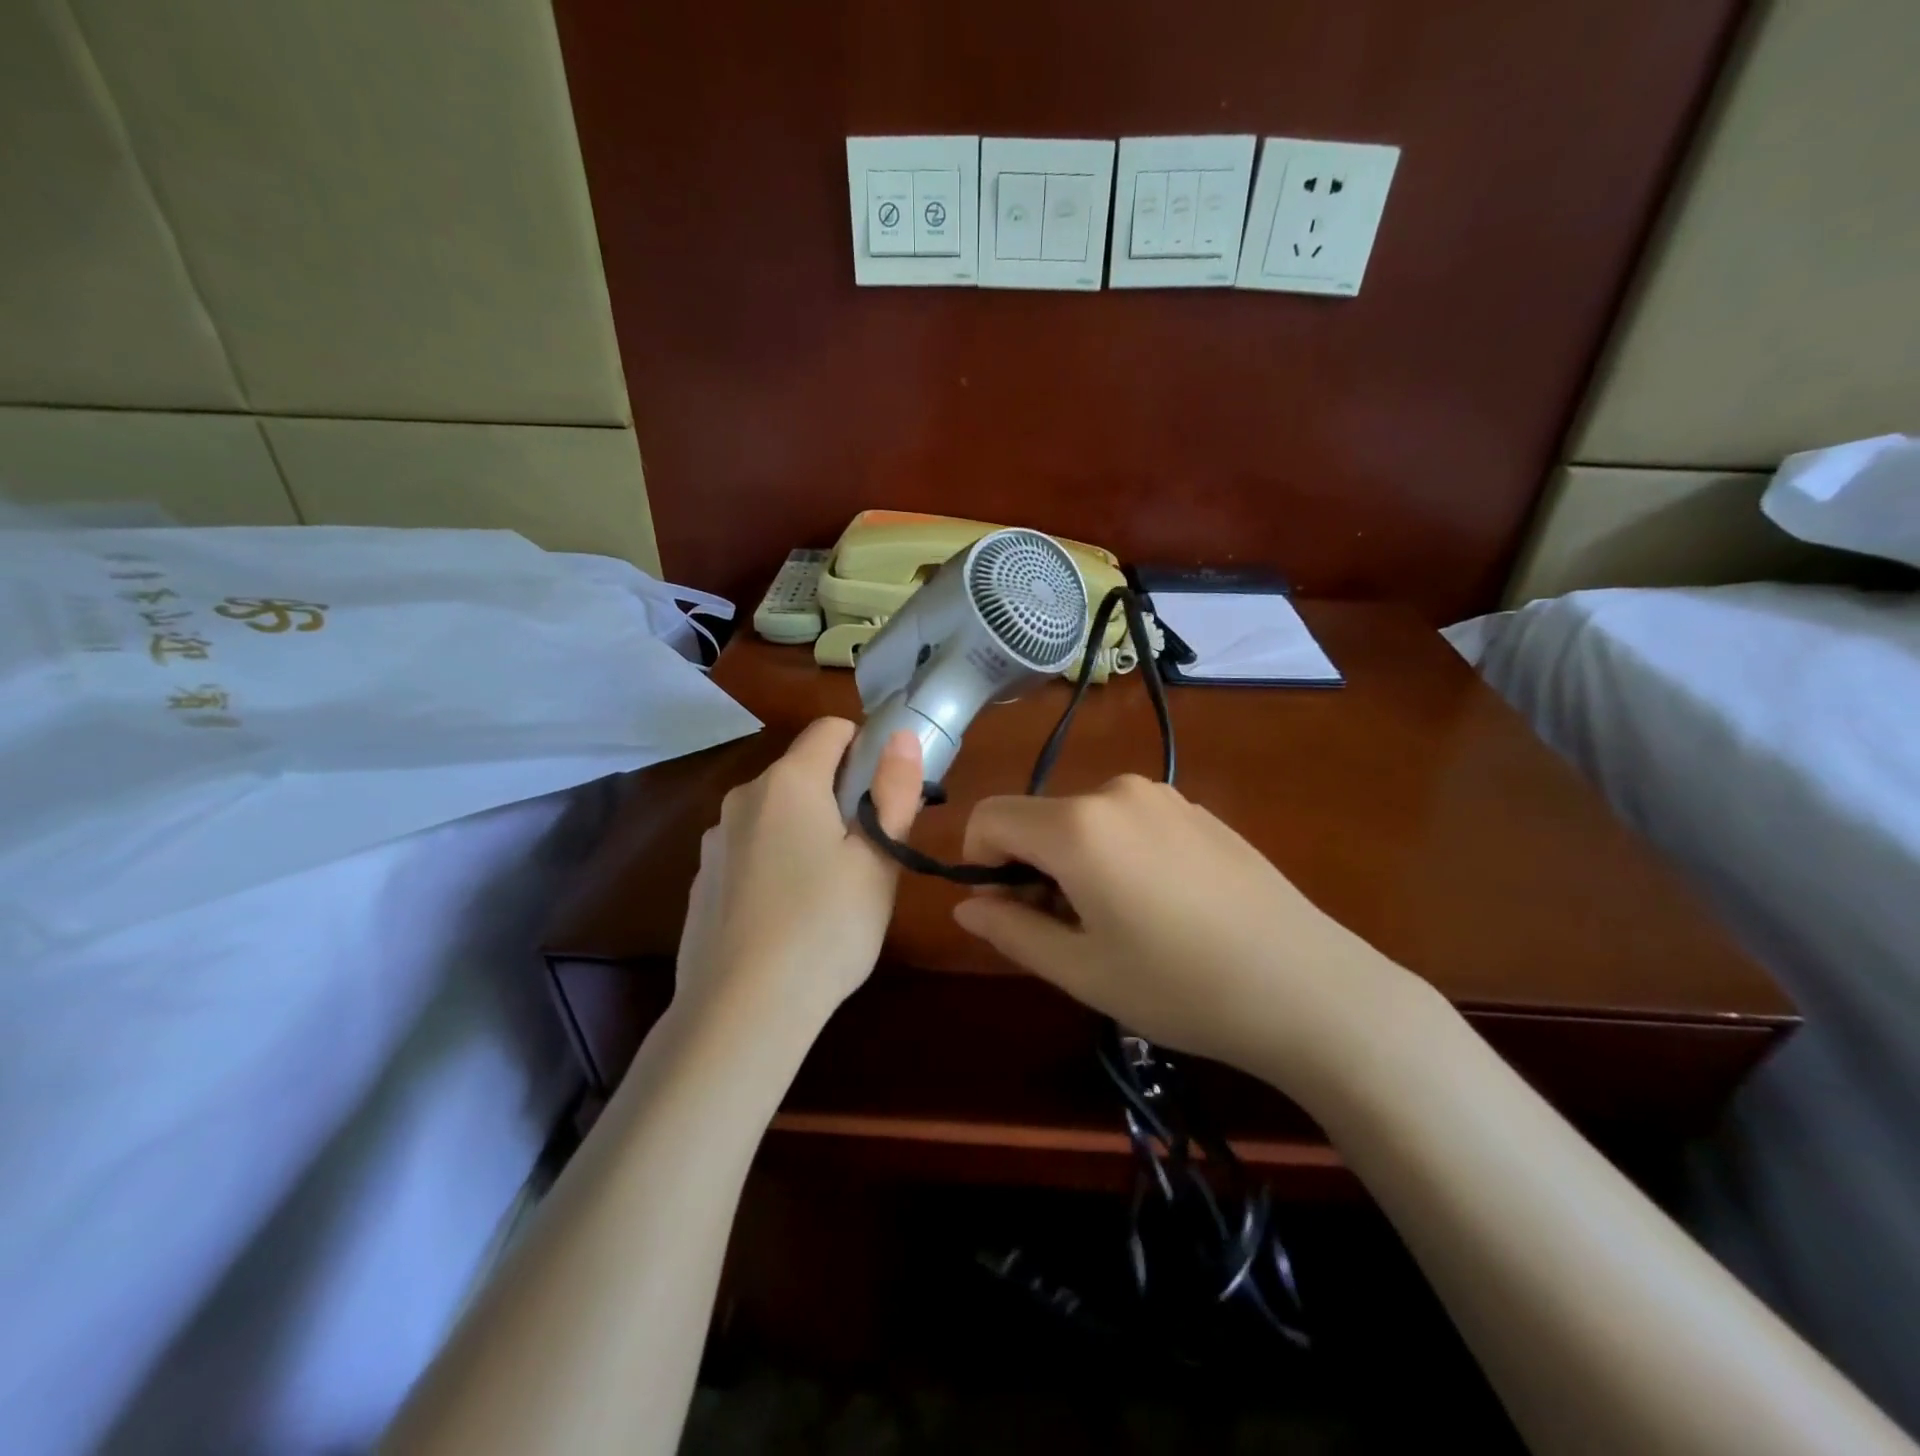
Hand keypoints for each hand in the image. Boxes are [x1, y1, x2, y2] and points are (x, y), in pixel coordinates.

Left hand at [675, 718, 922, 1038]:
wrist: (741, 1011)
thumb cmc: (826, 927)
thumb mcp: (878, 860)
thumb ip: (894, 791)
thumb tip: (900, 735)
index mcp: (788, 783)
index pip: (831, 729)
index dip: (867, 748)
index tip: (885, 795)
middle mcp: (743, 798)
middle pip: (803, 772)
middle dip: (839, 797)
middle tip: (866, 856)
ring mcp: (715, 841)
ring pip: (776, 815)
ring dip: (806, 832)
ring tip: (828, 895)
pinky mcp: (703, 881)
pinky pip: (750, 852)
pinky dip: (774, 864)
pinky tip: (786, 918)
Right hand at [952, 775, 1426, 1092]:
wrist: (1307, 987)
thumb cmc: (1180, 986)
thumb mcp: (1081, 970)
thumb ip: (1011, 930)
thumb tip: (967, 907)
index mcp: (1077, 825)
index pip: (990, 817)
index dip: (978, 863)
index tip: (1006, 911)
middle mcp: (1115, 792)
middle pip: (1037, 818)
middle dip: (1029, 868)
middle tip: (1064, 932)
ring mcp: (1162, 796)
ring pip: (1082, 820)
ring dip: (1073, 863)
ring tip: (1114, 924)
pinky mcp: (1197, 810)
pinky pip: (1127, 822)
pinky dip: (1115, 854)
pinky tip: (1160, 907)